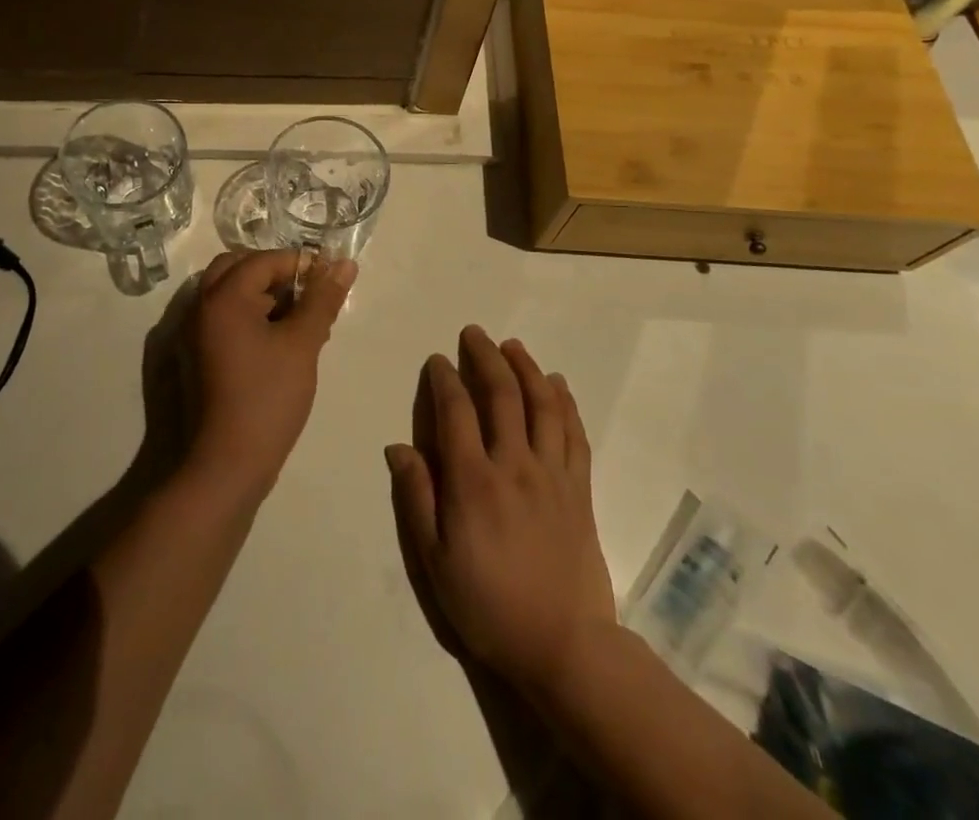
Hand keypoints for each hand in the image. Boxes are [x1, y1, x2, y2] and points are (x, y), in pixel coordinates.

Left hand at [178, 249, 355, 500]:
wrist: (226, 465)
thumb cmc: (268, 398)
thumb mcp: (302, 344)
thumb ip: (322, 299)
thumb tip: (345, 264)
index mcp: (223, 297)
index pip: (264, 260)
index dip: (299, 264)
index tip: (330, 278)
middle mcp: (200, 307)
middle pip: (238, 269)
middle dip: (276, 274)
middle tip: (309, 292)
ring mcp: (194, 334)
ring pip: (230, 294)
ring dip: (263, 295)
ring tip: (301, 318)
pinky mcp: (197, 357)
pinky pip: (224, 319)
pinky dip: (250, 316)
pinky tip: (280, 340)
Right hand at [387, 327, 616, 698]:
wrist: (563, 645)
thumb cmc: (489, 605)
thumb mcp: (435, 561)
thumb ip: (417, 498)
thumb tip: (398, 447)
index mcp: (473, 481)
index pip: (456, 411)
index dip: (444, 379)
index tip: (437, 361)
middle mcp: (514, 464)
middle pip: (501, 394)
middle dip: (485, 357)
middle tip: (474, 333)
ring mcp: (552, 473)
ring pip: (541, 404)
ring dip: (526, 368)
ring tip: (513, 345)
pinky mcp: (579, 488)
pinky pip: (574, 433)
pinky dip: (565, 403)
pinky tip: (557, 384)